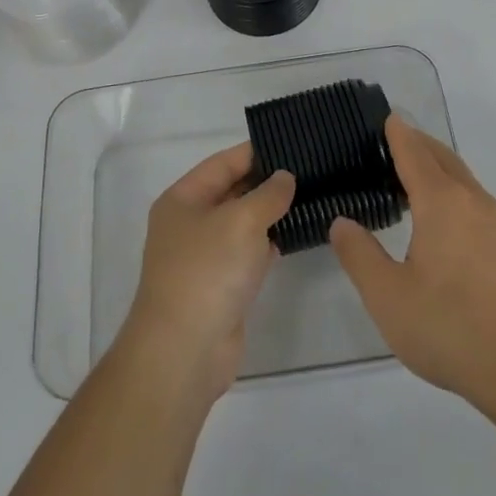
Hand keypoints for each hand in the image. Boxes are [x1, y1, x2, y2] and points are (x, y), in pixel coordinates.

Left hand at [118, 144, 295, 403]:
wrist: (184, 351)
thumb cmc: (207, 272)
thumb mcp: (241, 221)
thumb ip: (268, 194)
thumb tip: (285, 177)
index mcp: (182, 199)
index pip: (222, 163)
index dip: (255, 152)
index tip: (292, 143)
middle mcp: (190, 223)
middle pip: (232, 191)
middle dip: (267, 182)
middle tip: (310, 169)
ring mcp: (205, 256)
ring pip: (243, 223)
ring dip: (271, 213)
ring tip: (312, 195)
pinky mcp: (222, 285)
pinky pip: (249, 252)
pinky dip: (270, 243)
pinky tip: (298, 233)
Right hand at [329, 116, 495, 409]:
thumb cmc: (451, 328)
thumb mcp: (388, 297)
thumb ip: (359, 255)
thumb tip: (342, 222)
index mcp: (441, 201)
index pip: (414, 152)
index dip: (397, 133)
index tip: (386, 117)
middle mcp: (472, 200)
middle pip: (442, 157)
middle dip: (418, 144)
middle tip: (391, 144)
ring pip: (462, 179)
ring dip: (437, 168)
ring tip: (410, 181)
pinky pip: (475, 201)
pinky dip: (453, 192)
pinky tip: (443, 222)